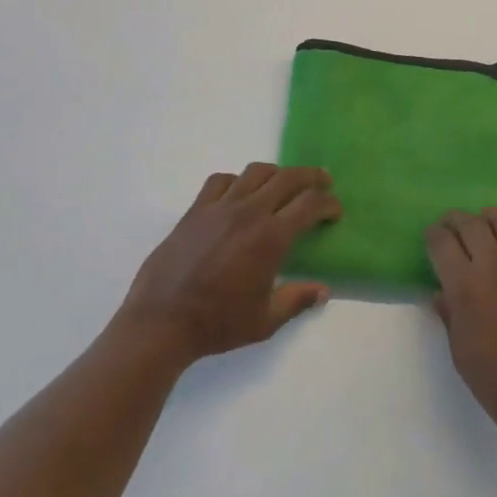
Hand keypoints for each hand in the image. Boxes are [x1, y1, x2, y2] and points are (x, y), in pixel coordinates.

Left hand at [117, 165, 338, 364]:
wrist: (161, 321)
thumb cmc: (218, 323)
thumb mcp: (265, 321)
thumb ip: (297, 300)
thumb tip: (324, 291)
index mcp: (271, 237)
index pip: (309, 204)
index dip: (328, 203)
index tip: (335, 210)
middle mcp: (248, 213)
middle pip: (287, 178)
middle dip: (310, 176)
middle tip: (323, 181)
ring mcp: (219, 207)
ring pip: (255, 172)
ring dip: (276, 173)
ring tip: (283, 184)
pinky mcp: (195, 210)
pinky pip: (220, 181)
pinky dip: (237, 181)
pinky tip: (240, 194)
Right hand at [426, 209, 496, 446]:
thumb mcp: (459, 352)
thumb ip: (449, 314)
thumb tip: (441, 291)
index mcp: (465, 288)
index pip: (441, 242)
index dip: (432, 235)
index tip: (431, 238)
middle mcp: (494, 268)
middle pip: (470, 224)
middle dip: (455, 220)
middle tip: (452, 227)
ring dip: (489, 217)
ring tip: (484, 224)